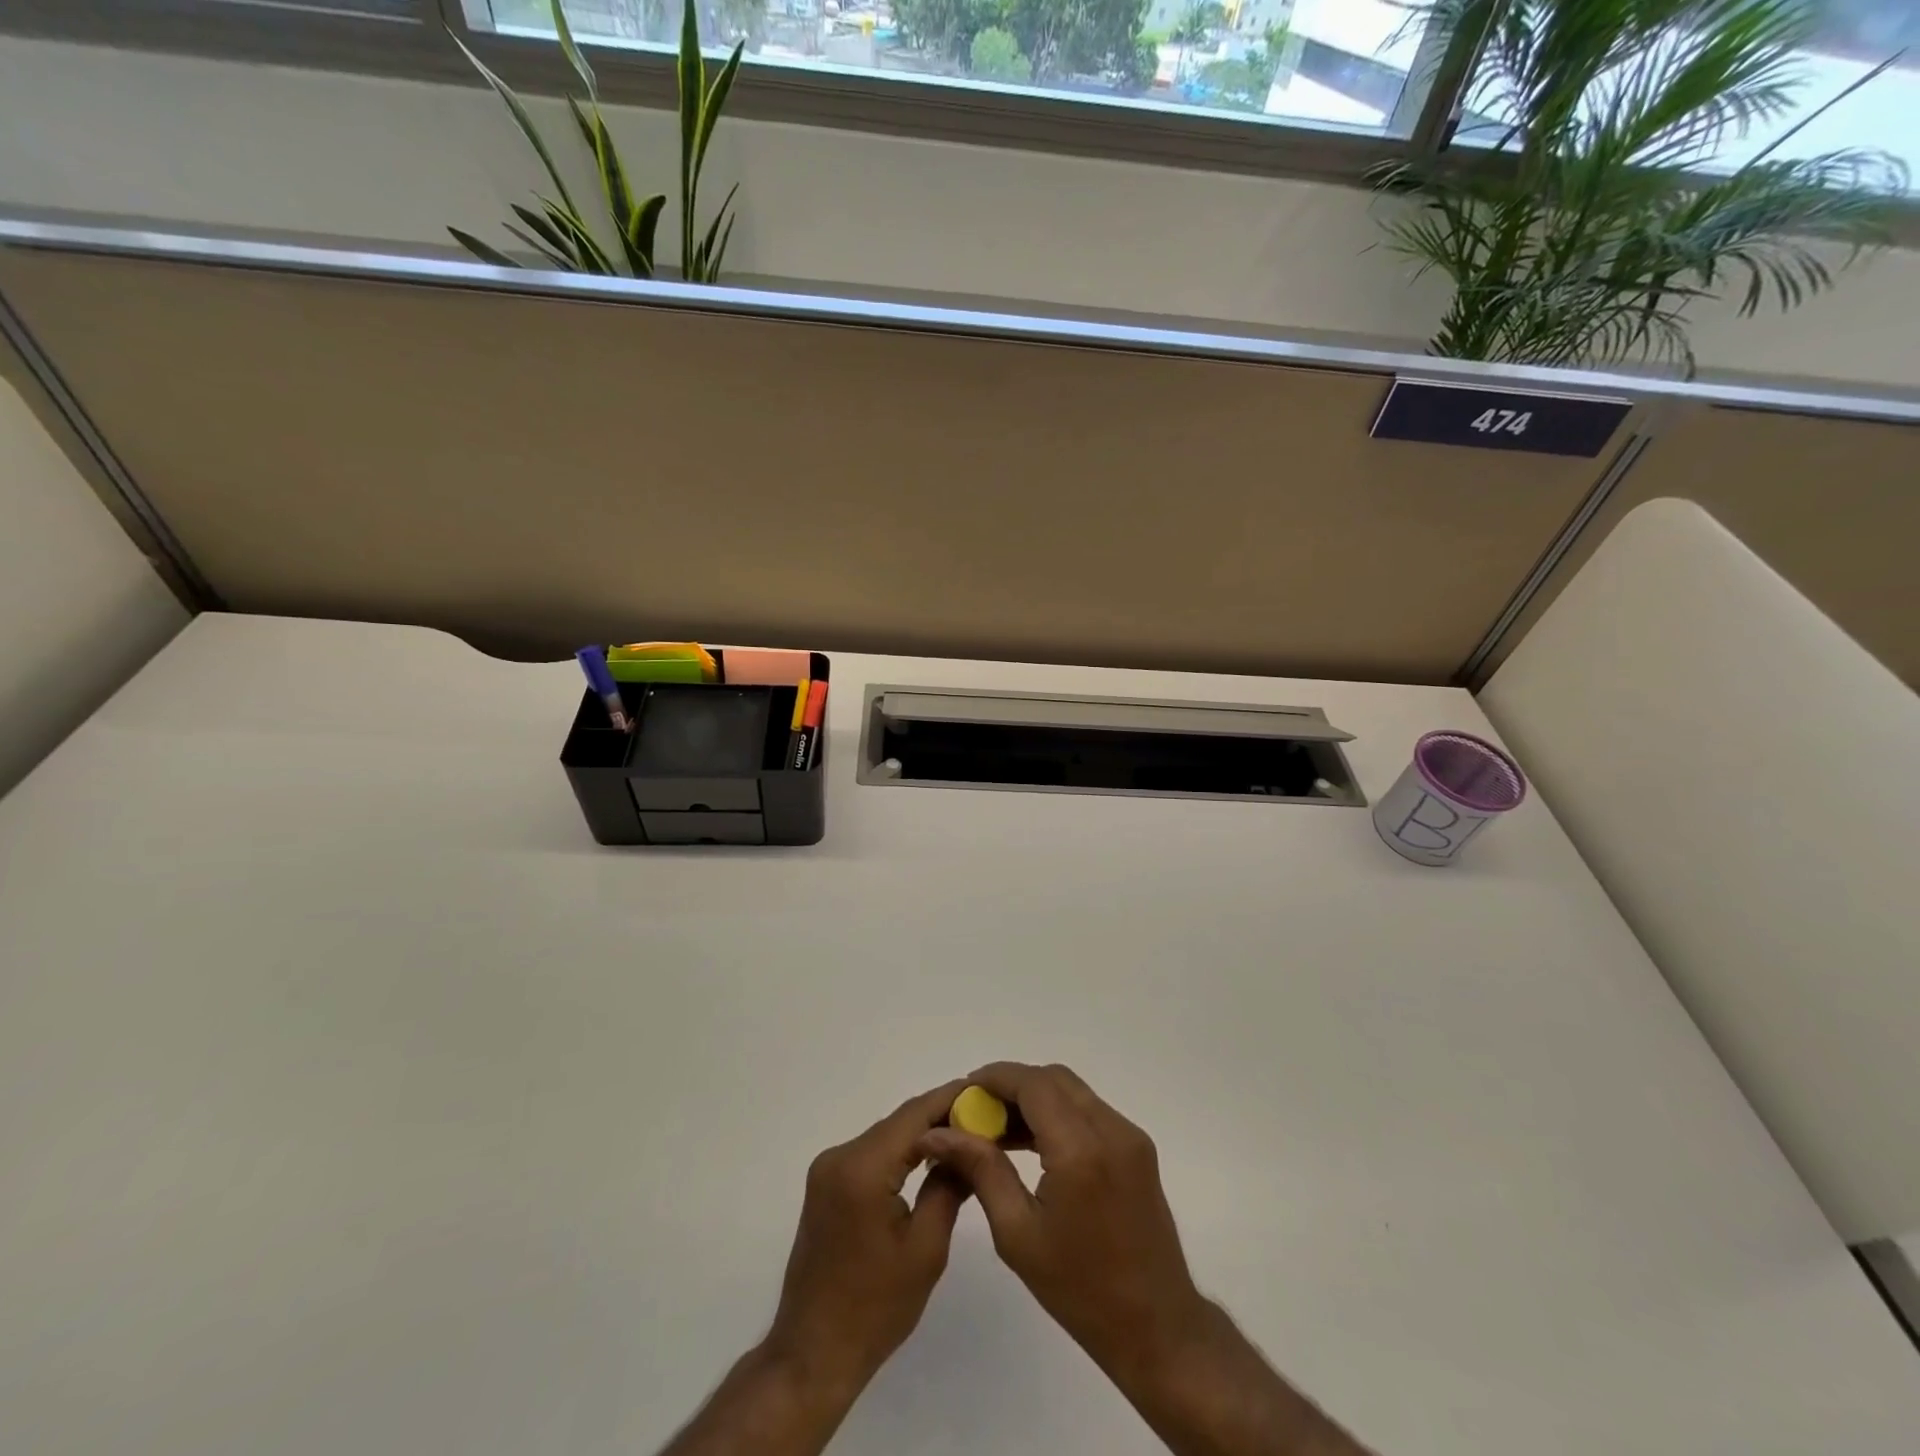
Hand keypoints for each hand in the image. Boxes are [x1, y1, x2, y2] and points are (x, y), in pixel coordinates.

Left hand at [764, 1078, 973, 1397]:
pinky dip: (901, 1153)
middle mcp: (839, 1156)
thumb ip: (948, 1187)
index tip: (985, 1091)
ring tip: (964, 1137)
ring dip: (921, 1135)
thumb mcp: (926, 1249)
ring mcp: (827, 1170)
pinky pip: (871, 1155)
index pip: (913, 1116)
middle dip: (940, 1117)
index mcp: (862, 1168)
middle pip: (898, 1123)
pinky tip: (928, 1161)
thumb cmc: (875, 1308)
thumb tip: (969, 1147)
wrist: (813, 1354)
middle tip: (983, 1118)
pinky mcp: (826, 1185)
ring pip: (886, 1137)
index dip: (950, 1099)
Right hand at [914, 1062, 1206, 1382]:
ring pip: (1073, 1091)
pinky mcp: (1138, 1147)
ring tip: (999, 1130)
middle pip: (1054, 1079)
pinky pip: (1090, 1110)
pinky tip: (1033, 1144)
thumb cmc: (1080, 1290)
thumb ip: (981, 1170)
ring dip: (1035, 1098)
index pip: (1033, 1084)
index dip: (996, 1078)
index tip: (964, 1091)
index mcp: (1080, 1151)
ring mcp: (1129, 1136)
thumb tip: (940, 1133)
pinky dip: (1058, 1113)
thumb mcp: (1017, 1234)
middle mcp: (1110, 1130)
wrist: (1156, 1327)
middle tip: (978, 1113)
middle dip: (1013, 1085)